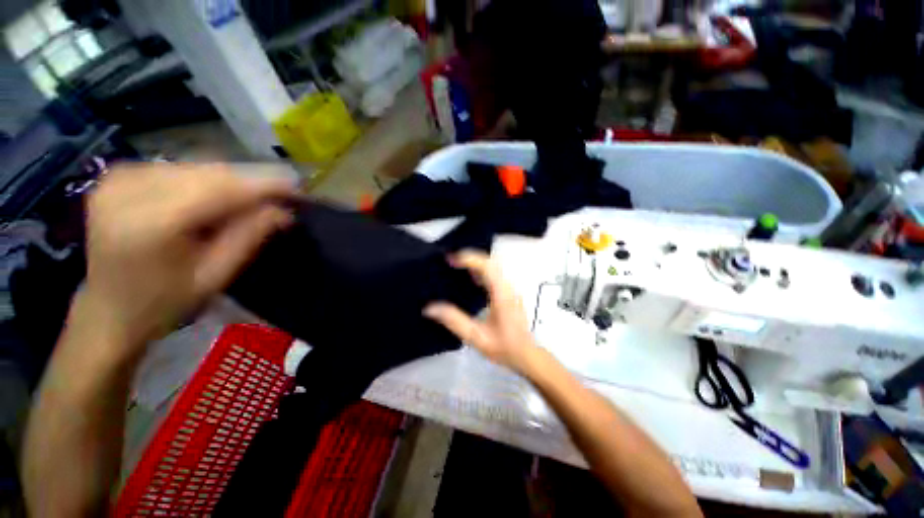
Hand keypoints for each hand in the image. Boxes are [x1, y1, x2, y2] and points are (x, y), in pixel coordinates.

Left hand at [79, 163, 296, 353]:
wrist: (108, 308)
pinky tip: (213, 199)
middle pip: (208, 173)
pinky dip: (205, 180)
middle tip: (278, 198)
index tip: (297, 187)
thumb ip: (249, 237)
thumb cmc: (163, 303)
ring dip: (229, 181)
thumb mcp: (215, 276)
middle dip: (249, 183)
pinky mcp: (117, 175)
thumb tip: (283, 210)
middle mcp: (128, 190)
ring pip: (195, 167)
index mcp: (150, 224)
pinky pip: (177, 168)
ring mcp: (118, 178)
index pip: (220, 189)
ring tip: (250, 201)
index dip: (263, 185)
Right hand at [424, 250, 539, 375]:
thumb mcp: (476, 337)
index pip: (487, 266)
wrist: (527, 356)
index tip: (449, 259)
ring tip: (455, 266)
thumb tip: (429, 308)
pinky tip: (469, 279)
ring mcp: (510, 289)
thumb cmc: (504, 347)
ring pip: (493, 266)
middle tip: (449, 261)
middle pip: (490, 262)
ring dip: (475, 263)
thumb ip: (454, 321)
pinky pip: (494, 274)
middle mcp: (508, 287)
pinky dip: (480, 270)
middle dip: (469, 257)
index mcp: (501, 294)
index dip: (468, 259)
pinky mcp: (509, 293)